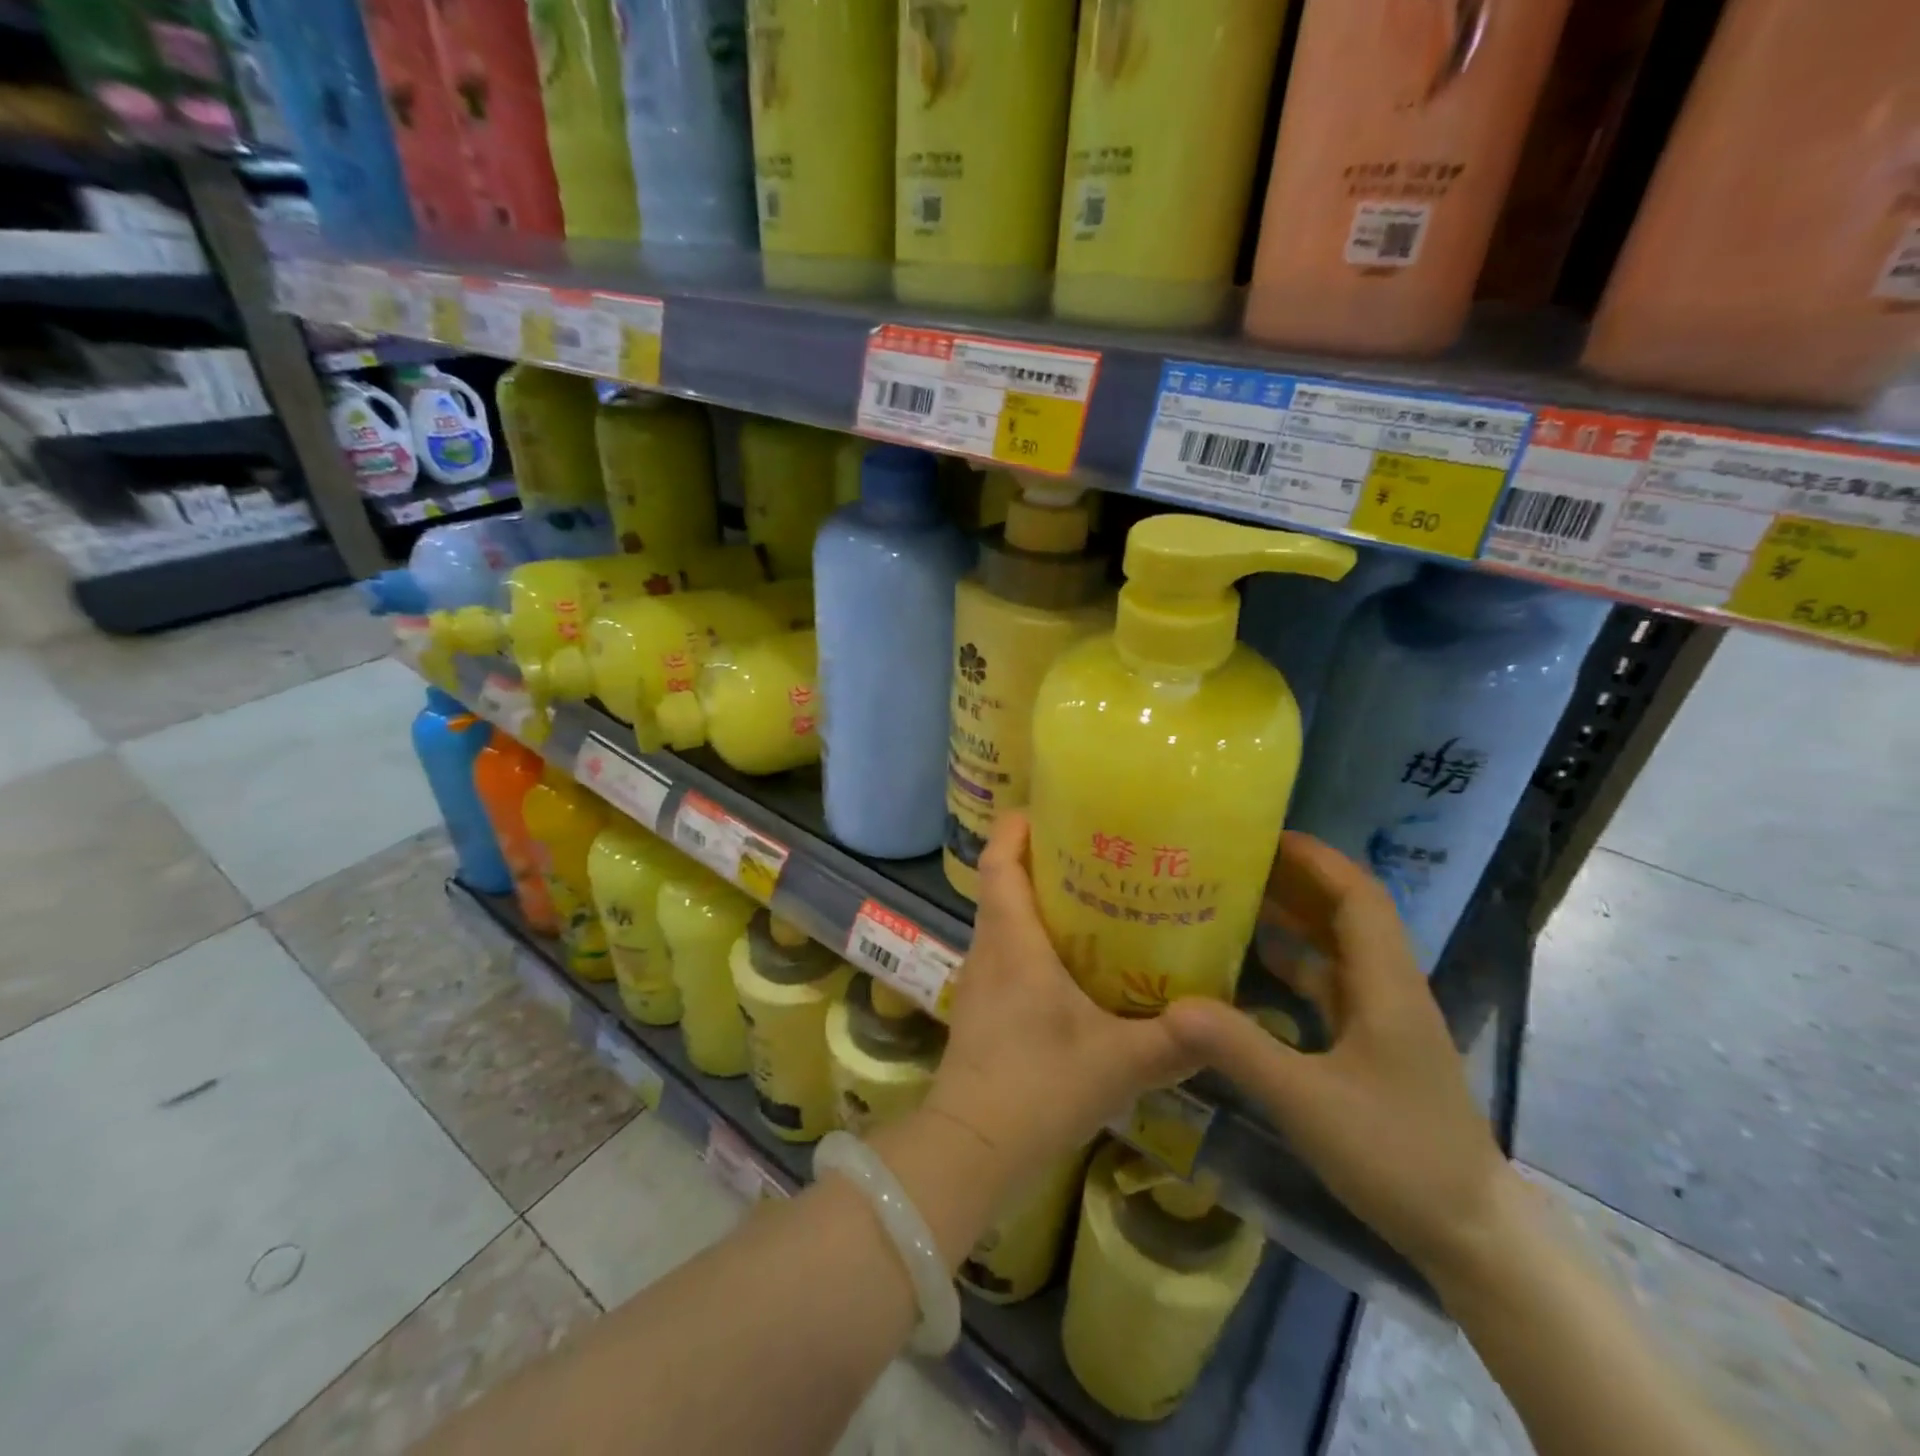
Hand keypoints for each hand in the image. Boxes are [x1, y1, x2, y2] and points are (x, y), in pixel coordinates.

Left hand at [925, 812, 1199, 1197]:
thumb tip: (1226, 1019)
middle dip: (1042, 858)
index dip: (1017, 826)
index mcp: (1012, 940)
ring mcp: (981, 978)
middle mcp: (990, 947)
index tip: (1052, 808)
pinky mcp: (983, 1006)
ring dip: (1040, 899)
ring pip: (1005, 917)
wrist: (971, 1149)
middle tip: (1098, 849)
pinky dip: (1035, 938)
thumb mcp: (1119, 1064)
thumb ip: (1175, 1041)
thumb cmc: (1037, 1089)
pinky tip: (1076, 962)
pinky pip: (1007, 950)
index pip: (999, 860)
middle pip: (1004, 881)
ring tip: (1096, 896)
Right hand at [1163, 832, 1511, 1281]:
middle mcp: (1389, 987)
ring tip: (1238, 897)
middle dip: (1298, 878)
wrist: (1471, 1232)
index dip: (1317, 859)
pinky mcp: (1376, 1043)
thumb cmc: (1397, 1155)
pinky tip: (1259, 963)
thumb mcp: (1308, 1102)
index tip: (1265, 834)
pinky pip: (1334, 981)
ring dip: (1296, 917)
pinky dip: (1298, 961)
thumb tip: (1171, 1005)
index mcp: (1386, 985)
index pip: (1358, 896)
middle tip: (1235, 860)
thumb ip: (1240, 1049)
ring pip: (1340, 946)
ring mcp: (1385, 1017)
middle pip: (1348, 911)